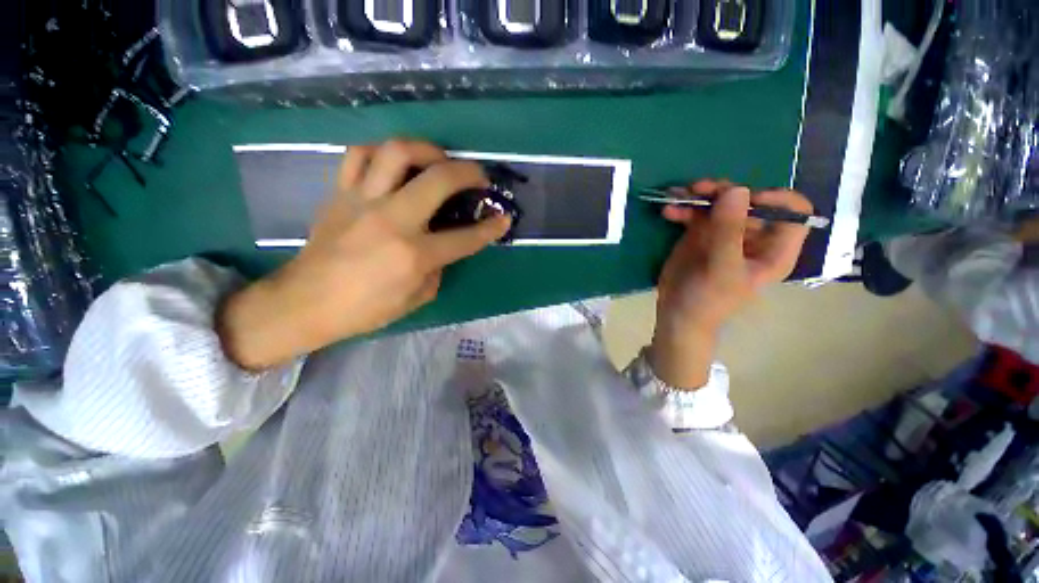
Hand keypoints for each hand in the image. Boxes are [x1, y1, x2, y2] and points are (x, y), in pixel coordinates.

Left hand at [218, 140, 511, 369]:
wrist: (305, 303)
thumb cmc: (365, 310)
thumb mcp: (416, 298)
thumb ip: (438, 269)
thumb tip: (443, 246)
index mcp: (414, 255)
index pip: (466, 237)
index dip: (491, 228)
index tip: (504, 218)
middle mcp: (393, 220)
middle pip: (439, 179)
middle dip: (469, 172)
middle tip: (479, 177)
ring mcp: (363, 201)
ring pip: (397, 152)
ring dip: (427, 149)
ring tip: (438, 159)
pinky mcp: (340, 193)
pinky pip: (359, 155)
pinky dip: (382, 153)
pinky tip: (394, 163)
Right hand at [650, 180, 811, 388]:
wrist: (677, 313)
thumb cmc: (708, 299)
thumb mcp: (722, 268)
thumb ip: (729, 231)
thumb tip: (736, 190)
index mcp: (773, 248)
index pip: (793, 212)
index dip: (774, 199)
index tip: (744, 201)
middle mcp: (752, 236)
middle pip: (749, 200)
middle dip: (725, 191)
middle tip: (701, 189)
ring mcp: (724, 233)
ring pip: (720, 202)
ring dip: (701, 196)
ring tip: (681, 195)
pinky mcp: (701, 234)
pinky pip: (696, 212)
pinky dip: (683, 208)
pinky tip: (669, 210)